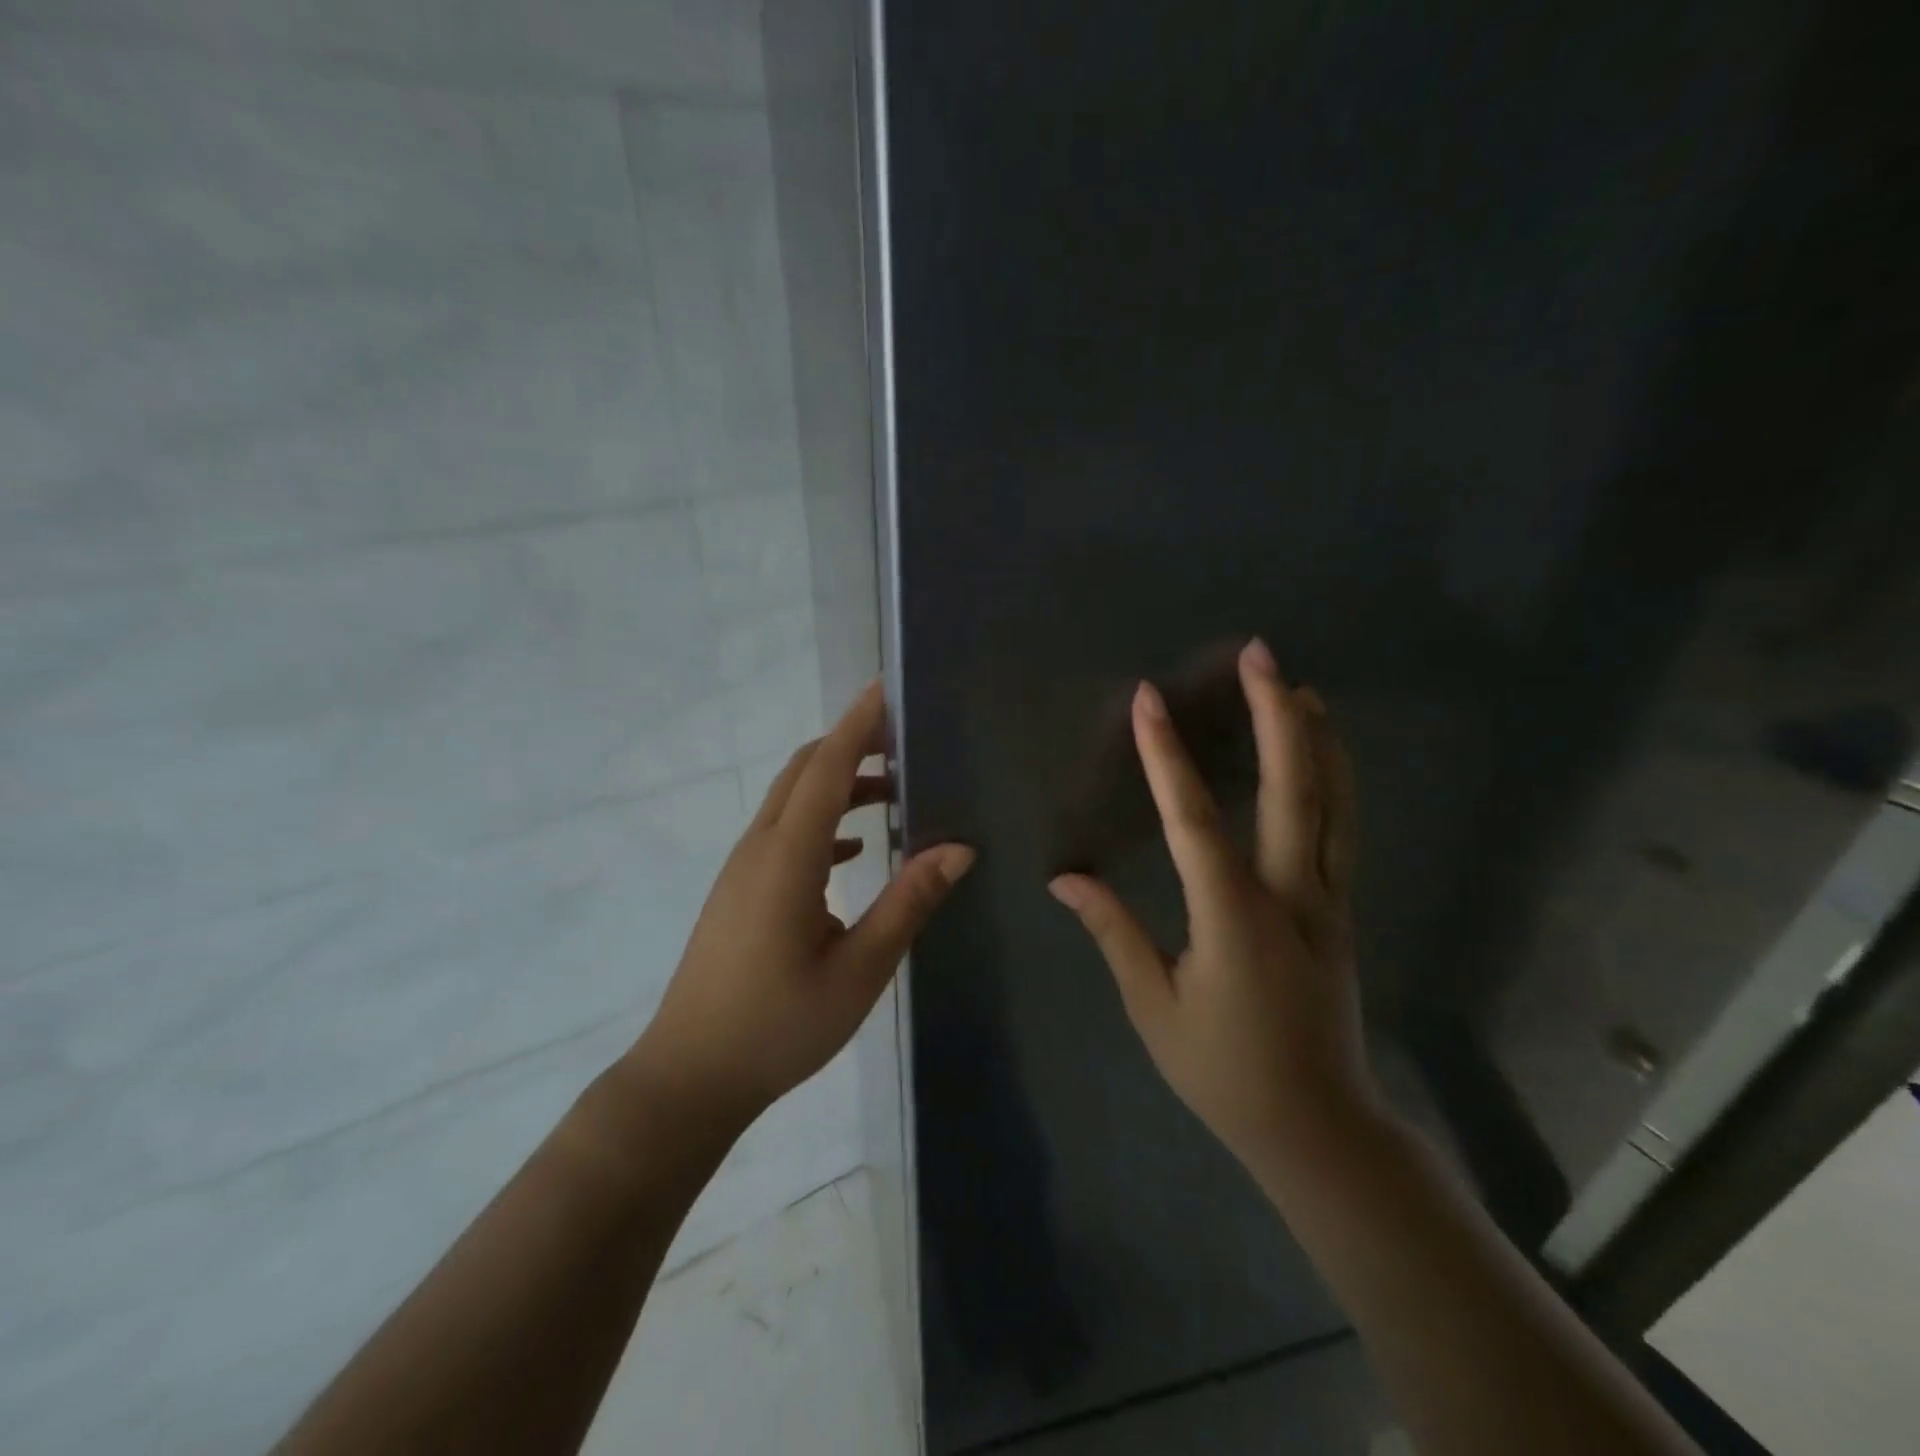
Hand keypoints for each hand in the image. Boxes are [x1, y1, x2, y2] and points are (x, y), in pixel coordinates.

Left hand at [629, 681, 974, 1132]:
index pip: (827, 768)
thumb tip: (959, 849)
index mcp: (788, 857)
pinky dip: (822, 820)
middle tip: (905, 739)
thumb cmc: (779, 1026)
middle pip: (804, 772)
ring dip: (839, 784)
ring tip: (894, 791)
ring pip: (792, 800)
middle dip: (851, 745)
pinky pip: (784, 833)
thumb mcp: (859, 969)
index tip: (887, 688)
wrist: (691, 1076)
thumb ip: (909, 903)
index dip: (857, 725)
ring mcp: (743, 869)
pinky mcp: (740, 891)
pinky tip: (855, 849)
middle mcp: (760, 848)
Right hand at [1048, 639, 1375, 1177]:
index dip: (1165, 756)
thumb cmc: (1224, 1071)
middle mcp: (1290, 896)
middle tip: (1260, 655)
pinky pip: (1341, 828)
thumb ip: (1113, 933)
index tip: (1149, 700)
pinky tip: (1325, 753)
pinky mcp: (1342, 910)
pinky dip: (1335, 778)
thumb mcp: (1154, 1007)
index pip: (1193, 821)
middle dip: (1274, 716)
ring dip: (1315, 737)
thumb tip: (1064, 878)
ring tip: (1298, 684)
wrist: (1320, 1127)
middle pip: (1290, 791)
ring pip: (1332, 803)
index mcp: (1233, 920)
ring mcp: (1327, 900)